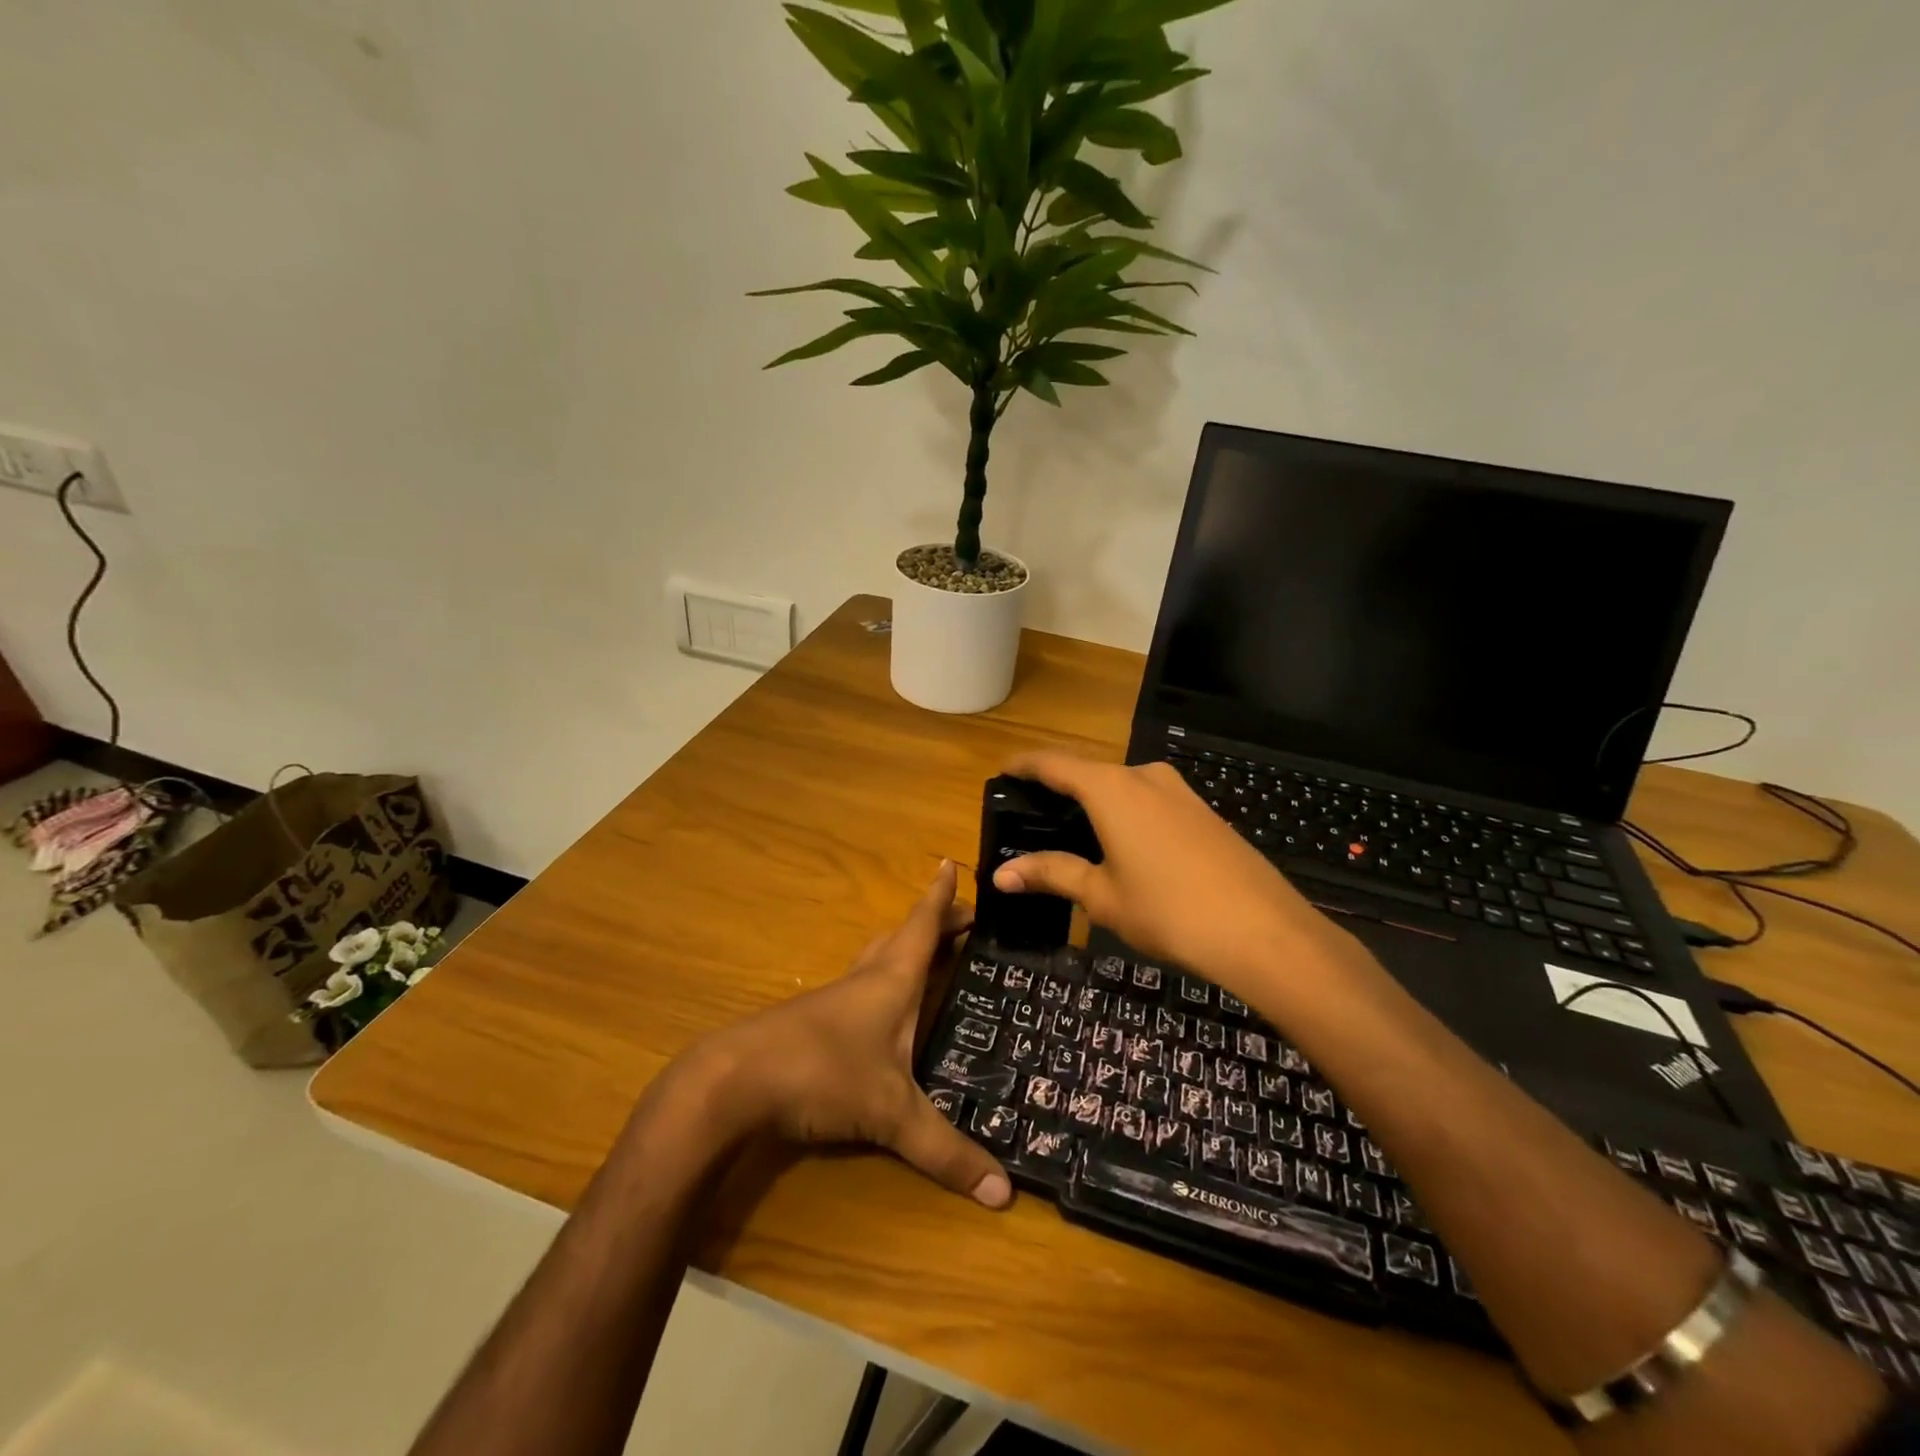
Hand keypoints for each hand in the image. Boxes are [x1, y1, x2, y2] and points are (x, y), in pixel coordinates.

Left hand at [678, 861, 1011, 1209]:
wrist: (734, 1082)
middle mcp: (865, 979)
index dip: (942, 896)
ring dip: (904, 950)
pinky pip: (859, 989)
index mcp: (891, 979)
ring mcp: (835, 1000)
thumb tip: (1004, 1193)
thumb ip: (945, 1151)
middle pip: (903, 937)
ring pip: (877, 960)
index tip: (953, 862)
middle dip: (934, 924)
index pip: (923, 925)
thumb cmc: (822, 1073)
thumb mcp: (891, 1114)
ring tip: (929, 955)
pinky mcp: (813, 1023)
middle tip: (964, 920)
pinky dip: (881, 984)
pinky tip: (882, 1012)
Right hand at [992, 751, 1346, 991]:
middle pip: (1089, 772)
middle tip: (1033, 818)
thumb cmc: (1168, 910)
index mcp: (1110, 788)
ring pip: (1122, 787)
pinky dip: (1125, 814)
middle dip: (1059, 790)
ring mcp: (1179, 791)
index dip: (1024, 766)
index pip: (1054, 763)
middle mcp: (1144, 776)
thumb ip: (1052, 874)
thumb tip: (1001, 874)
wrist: (1263, 930)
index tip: (1002, 773)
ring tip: (1073, 835)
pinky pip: (1150, 801)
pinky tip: (1123, 846)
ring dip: (1095, 803)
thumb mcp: (1101, 895)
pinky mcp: (1203, 811)